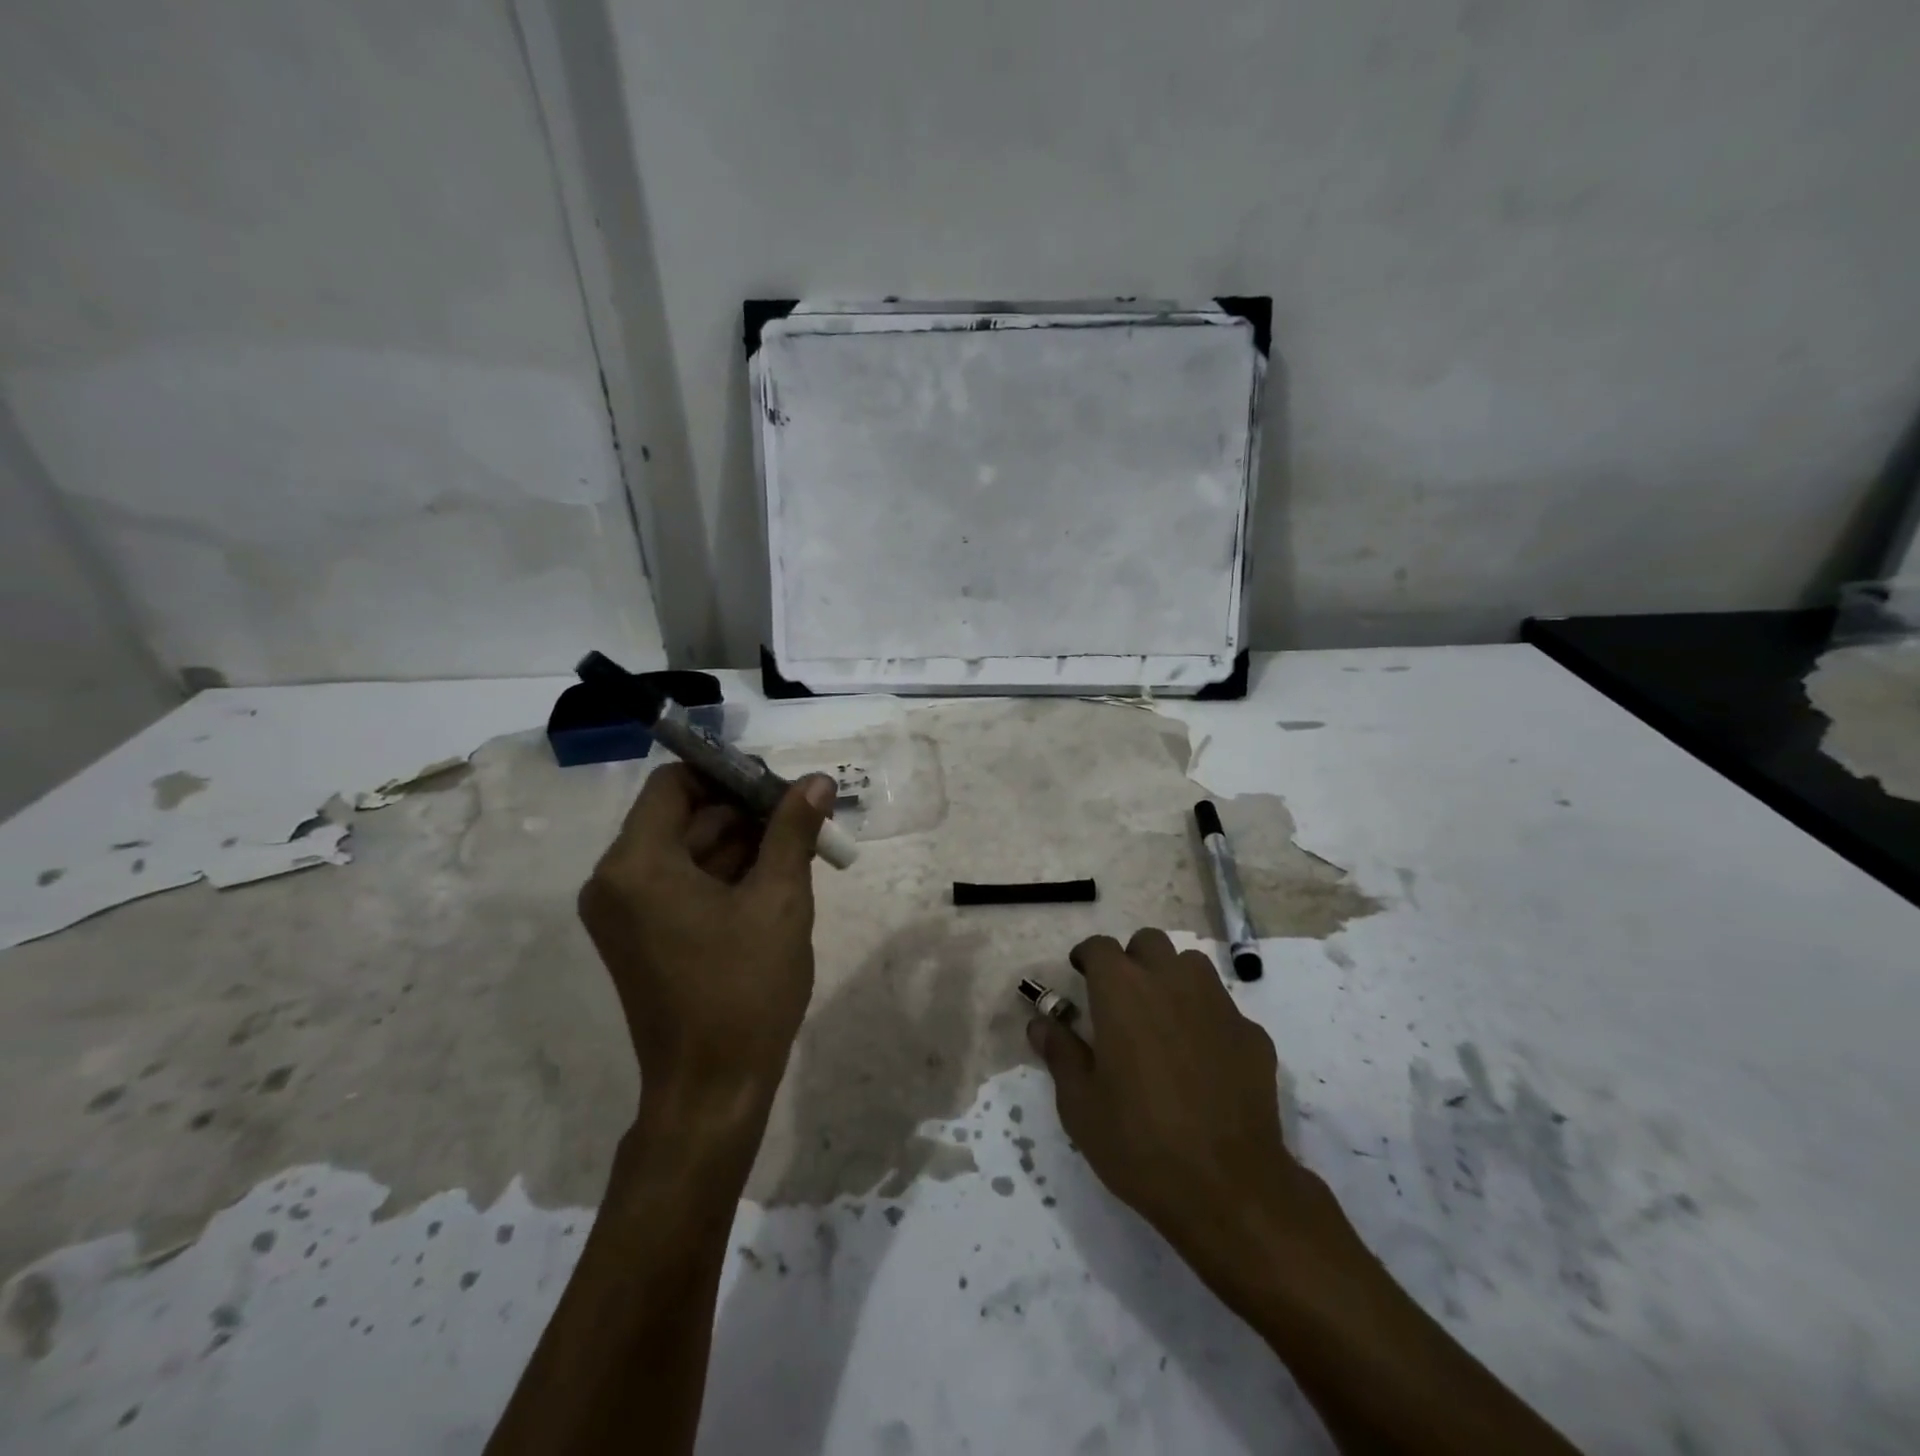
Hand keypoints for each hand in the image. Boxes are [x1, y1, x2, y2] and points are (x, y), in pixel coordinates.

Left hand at [579, 765, 835, 1127]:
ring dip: (741, 843)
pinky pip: (681, 884)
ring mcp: (625, 912)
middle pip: (682, 816)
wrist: (712, 1090)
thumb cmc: (744, 989)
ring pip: (686, 851)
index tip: (780, 787)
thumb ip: (793, 830)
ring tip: (800, 847)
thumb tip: (816, 781)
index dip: (728, 775)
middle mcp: (616, 881)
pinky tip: (775, 878)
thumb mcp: (780, 900)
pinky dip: (724, 875)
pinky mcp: (640, 937)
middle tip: (803, 817)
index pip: (675, 784)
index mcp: (637, 864)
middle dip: (744, 811)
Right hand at [1028, 929, 1359, 1293]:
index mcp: (1122, 990)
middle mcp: (1171, 981)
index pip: (1099, 947)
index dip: (1086, 957)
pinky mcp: (1252, 1033)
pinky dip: (1206, 1019)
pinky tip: (1202, 1060)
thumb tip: (1040, 1022)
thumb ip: (1059, 1052)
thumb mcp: (1080, 1104)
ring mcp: (1218, 1004)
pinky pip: (1222, 1008)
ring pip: (1191, 966)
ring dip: (1172, 978)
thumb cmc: (1138, 1141)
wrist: (1229, 1187)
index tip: (1079, 974)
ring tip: (1162, 1019)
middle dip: (1132, 959)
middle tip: (1121, 997)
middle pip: (1149, 942)